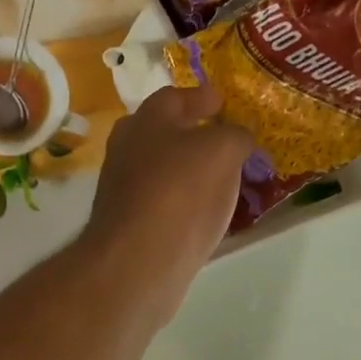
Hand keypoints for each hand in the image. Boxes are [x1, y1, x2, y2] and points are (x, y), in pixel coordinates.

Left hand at [81, 82, 252, 322]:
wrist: (137, 262)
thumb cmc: (179, 193)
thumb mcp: (222, 151)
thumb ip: (235, 136)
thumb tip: (237, 138)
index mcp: (145, 122)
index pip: (174, 97)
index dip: (201, 97)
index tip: (223, 102)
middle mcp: (126, 151)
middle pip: (160, 134)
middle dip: (190, 133)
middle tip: (221, 140)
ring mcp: (123, 192)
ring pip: (160, 171)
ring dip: (187, 171)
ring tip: (221, 179)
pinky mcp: (128, 228)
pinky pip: (162, 205)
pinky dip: (182, 204)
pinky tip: (202, 214)